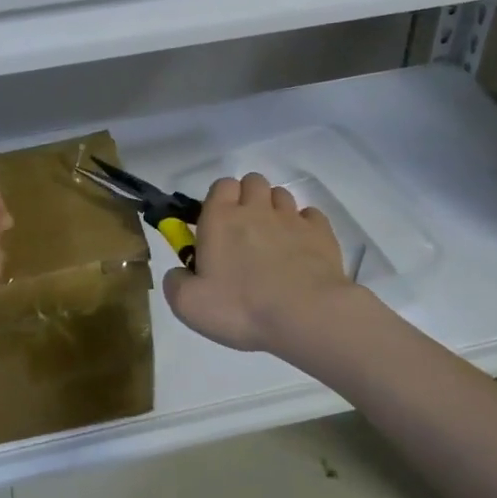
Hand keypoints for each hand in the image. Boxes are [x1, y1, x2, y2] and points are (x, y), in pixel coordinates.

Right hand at [162, 173, 355, 353]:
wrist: (306, 315)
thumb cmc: (242, 308)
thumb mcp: (190, 305)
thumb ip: (176, 283)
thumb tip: (178, 273)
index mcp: (220, 218)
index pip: (221, 185)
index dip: (219, 200)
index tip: (218, 226)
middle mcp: (256, 208)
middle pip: (252, 181)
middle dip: (248, 198)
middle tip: (245, 232)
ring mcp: (291, 218)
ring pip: (281, 195)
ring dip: (275, 210)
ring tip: (274, 241)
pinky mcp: (321, 232)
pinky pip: (310, 215)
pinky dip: (304, 226)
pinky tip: (301, 248)